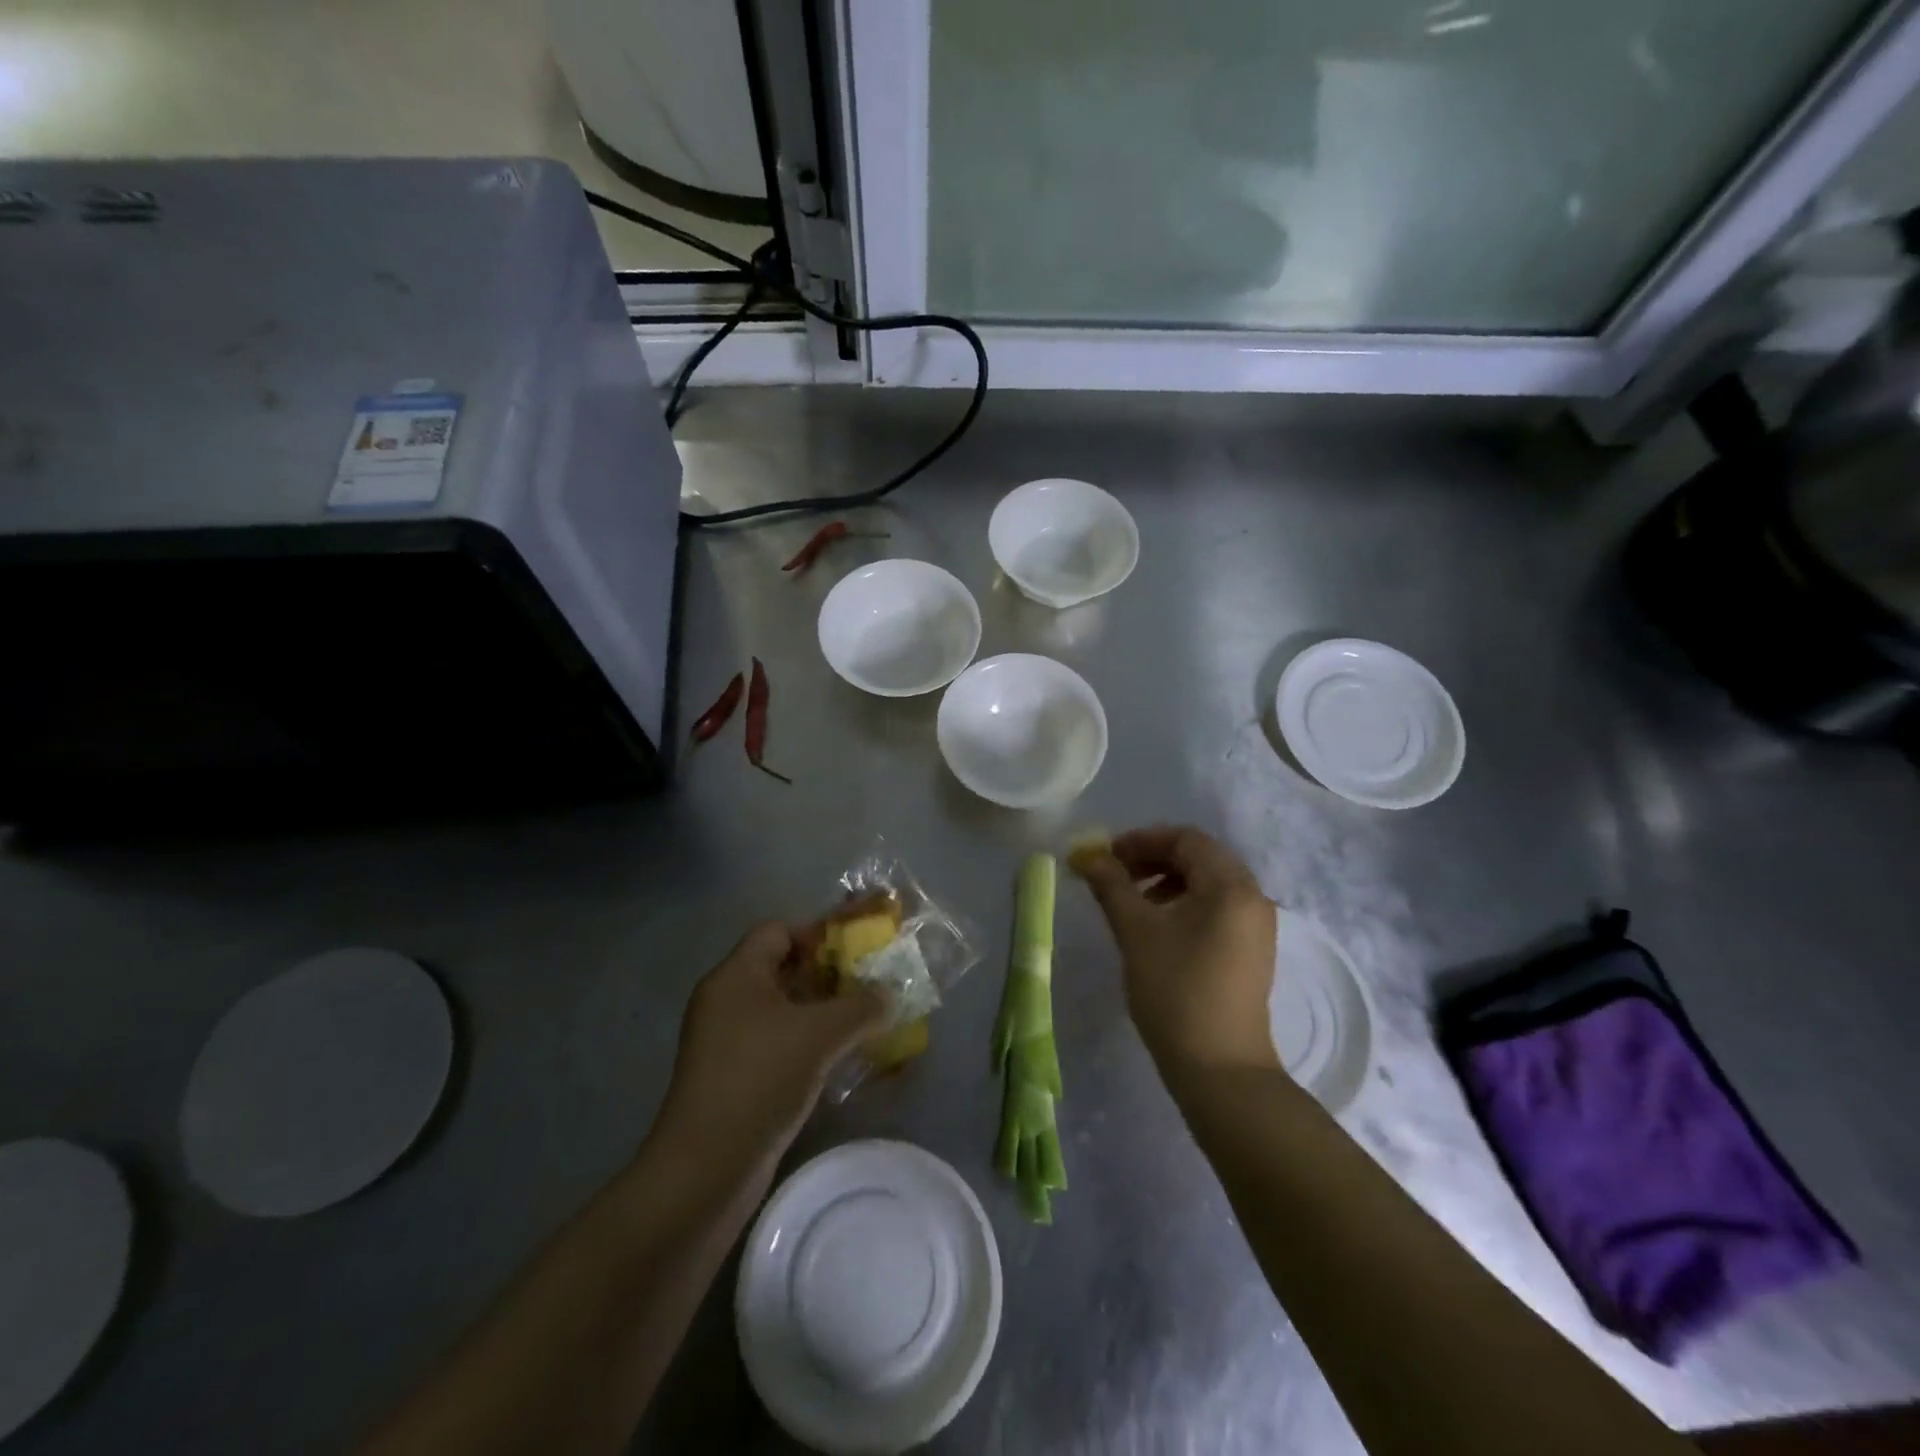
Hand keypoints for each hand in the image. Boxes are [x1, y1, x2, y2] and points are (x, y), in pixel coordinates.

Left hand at [658, 923, 885, 1162]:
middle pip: (781, 968)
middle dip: (827, 973)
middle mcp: (726, 1000)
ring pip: (781, 1008)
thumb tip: (889, 995)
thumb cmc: (761, 1079)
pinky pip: (776, 1041)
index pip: (779, 931)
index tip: (856, 952)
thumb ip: (861, 1006)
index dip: (818, 933)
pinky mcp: (732, 1075)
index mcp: (736, 975)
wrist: (705, 1168)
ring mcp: (725, 1040)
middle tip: (868, 984)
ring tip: (862, 1020)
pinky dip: (806, 1041)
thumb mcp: (820, 1035)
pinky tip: (837, 1057)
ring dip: (821, 1011)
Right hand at [1072, 826, 1279, 1078]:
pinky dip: (1184, 904)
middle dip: (1153, 858)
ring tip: (1132, 904)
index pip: (1186, 839)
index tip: (1106, 856)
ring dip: (1167, 881)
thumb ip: (1111, 885)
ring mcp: (1256, 926)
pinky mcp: (1251, 951)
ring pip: (1208, 884)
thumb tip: (1087, 854)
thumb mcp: (1136, 931)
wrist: (1220, 1070)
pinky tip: (1158, 929)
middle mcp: (1252, 897)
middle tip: (1115, 875)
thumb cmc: (1176, 991)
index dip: (1142, 840)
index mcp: (1230, 885)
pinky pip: (1216, 909)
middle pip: (1200, 857)